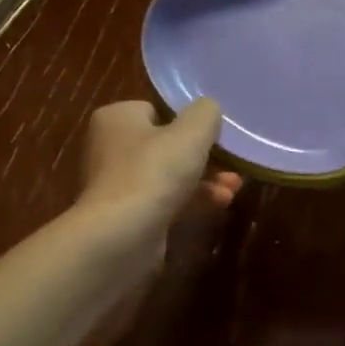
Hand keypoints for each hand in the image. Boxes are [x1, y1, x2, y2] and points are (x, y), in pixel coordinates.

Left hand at [77, 98, 241, 277]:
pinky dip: (191, 202)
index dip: (187, 122)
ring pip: (169, 176)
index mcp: (116, 118)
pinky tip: (219, 205)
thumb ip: (206, 113)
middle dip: (203, 157)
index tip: (213, 135)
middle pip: (165, 146)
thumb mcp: (191, 133)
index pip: (156, 110)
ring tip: (234, 188)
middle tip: (232, 165)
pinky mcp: (128, 217)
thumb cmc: (153, 172)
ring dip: (204, 181)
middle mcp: (110, 148)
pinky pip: (165, 202)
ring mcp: (118, 185)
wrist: (121, 236)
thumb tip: (209, 109)